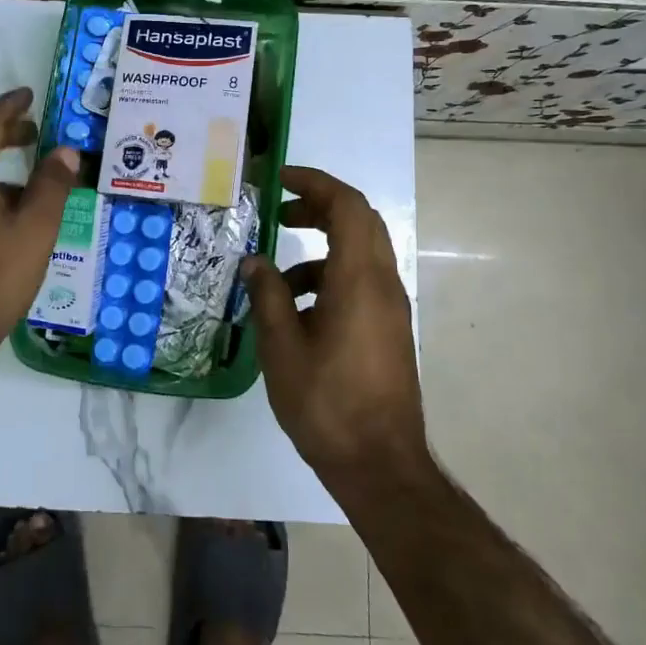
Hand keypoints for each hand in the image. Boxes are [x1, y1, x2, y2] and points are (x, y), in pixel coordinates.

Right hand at [242, 166, 424, 481]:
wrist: (379, 465)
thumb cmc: (326, 403)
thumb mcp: (282, 348)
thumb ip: (267, 296)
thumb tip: (255, 261)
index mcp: (359, 280)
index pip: (347, 205)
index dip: (315, 182)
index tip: (279, 179)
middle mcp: (383, 284)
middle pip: (359, 221)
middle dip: (318, 206)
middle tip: (280, 213)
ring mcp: (390, 307)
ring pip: (360, 252)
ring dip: (322, 246)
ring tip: (277, 273)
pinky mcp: (388, 328)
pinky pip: (361, 281)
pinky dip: (330, 276)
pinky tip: (296, 310)